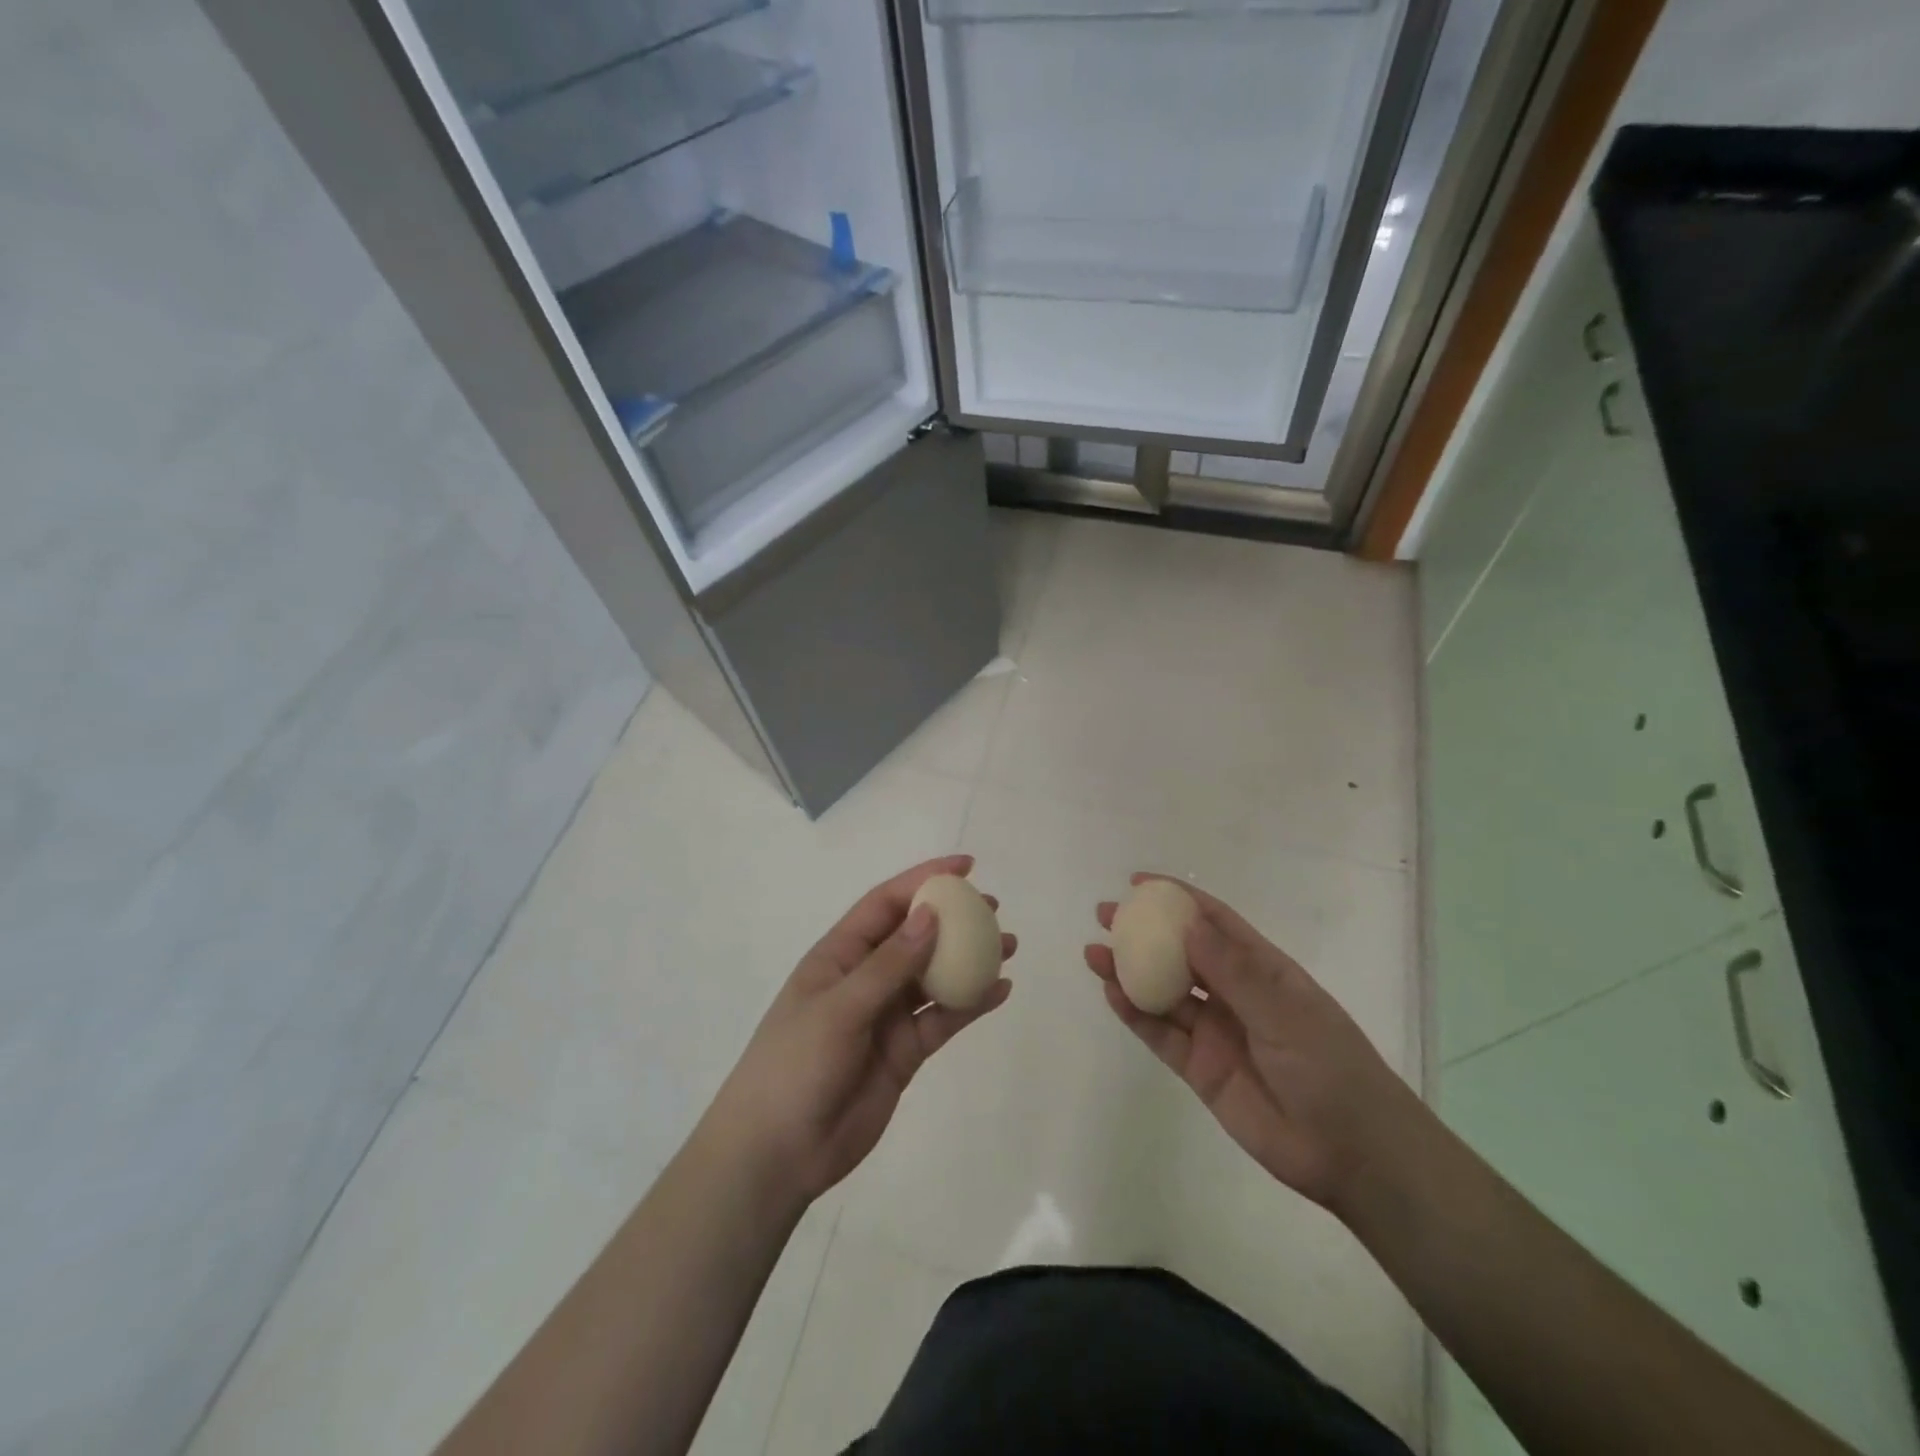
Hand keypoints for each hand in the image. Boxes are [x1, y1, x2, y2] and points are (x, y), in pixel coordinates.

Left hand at [705, 855, 1013, 1208]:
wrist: (778, 1153)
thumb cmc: (795, 1065)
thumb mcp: (839, 1008)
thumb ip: (888, 964)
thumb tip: (931, 914)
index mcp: (839, 955)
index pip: (885, 904)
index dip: (923, 880)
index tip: (965, 867)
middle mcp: (866, 978)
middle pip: (916, 936)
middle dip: (953, 918)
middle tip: (994, 910)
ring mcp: (886, 1016)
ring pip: (935, 977)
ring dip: (970, 960)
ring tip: (1009, 946)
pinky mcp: (904, 1052)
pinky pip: (942, 1019)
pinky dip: (971, 1005)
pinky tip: (1000, 991)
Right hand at [1084, 874, 1420, 1217]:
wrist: (1352, 1153)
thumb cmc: (1329, 1067)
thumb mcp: (1284, 1012)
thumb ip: (1232, 972)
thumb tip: (1186, 925)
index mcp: (1263, 970)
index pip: (1215, 923)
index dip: (1179, 900)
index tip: (1140, 883)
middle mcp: (1234, 994)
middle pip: (1180, 954)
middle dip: (1144, 933)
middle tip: (1105, 916)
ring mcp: (1215, 1031)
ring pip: (1164, 992)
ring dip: (1130, 971)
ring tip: (1094, 954)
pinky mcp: (1200, 1068)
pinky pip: (1161, 1034)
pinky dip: (1135, 1014)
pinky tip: (1112, 993)